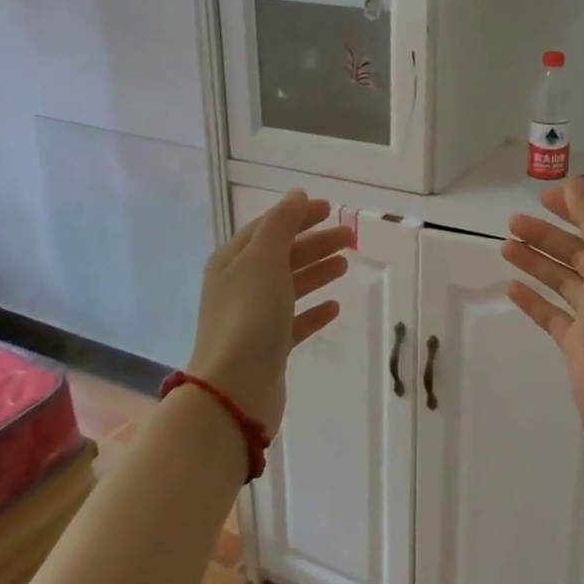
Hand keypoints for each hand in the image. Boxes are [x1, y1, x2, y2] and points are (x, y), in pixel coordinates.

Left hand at [187, 192, 352, 435]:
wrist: (236, 387)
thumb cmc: (250, 315)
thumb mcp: (264, 260)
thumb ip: (281, 225)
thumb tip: (295, 195)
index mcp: (233, 261)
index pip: (267, 228)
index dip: (296, 216)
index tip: (329, 209)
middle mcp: (239, 286)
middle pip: (281, 255)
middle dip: (314, 242)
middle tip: (350, 237)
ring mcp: (253, 318)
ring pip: (290, 286)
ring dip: (317, 271)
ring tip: (346, 263)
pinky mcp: (269, 347)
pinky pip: (295, 321)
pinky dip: (314, 310)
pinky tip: (335, 306)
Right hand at [502, 176, 583, 446]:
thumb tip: (576, 182)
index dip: (574, 208)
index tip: (543, 197)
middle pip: (577, 250)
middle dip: (546, 235)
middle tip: (512, 223)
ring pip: (562, 279)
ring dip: (536, 262)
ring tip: (505, 247)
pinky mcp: (578, 342)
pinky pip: (552, 313)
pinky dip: (533, 299)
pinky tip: (511, 288)